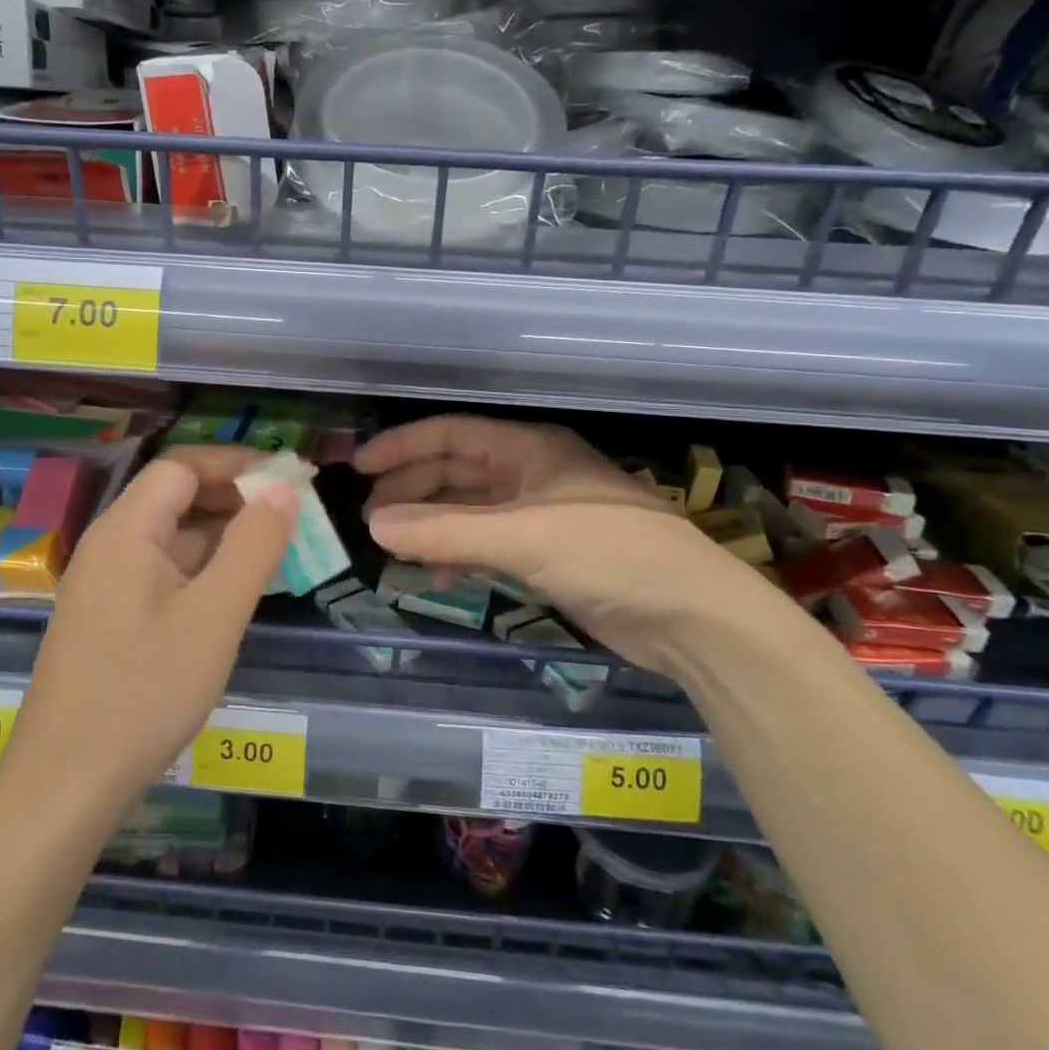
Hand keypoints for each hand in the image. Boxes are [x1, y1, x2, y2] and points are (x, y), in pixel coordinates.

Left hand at [4, 446, 297, 806]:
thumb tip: (283, 489)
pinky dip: (201, 569)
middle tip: (290, 516)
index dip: (236, 464)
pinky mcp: (107, 617)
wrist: (64, 787)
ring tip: (274, 551)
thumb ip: (253, 546)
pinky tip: (232, 592)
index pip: (182, 467)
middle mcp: (109, 545)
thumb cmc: (144, 694)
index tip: (287, 478)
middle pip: (174, 497)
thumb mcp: (214, 616)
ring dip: (220, 535)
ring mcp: (104, 583)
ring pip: (170, 537)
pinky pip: (160, 571)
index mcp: (127, 531)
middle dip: (233, 498)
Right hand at [356, 415, 764, 672]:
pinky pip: (487, 543)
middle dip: (411, 490)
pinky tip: (439, 577)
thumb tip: (373, 525)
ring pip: (469, 509)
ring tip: (393, 549)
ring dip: (431, 526)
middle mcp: (530, 472)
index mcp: (528, 448)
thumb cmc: (607, 553)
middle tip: (368, 518)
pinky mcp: (548, 552)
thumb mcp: (520, 537)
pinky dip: (458, 554)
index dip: (402, 447)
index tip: (358, 469)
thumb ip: (444, 532)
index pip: (450, 434)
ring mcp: (539, 513)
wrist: (690, 615)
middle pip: (455, 471)